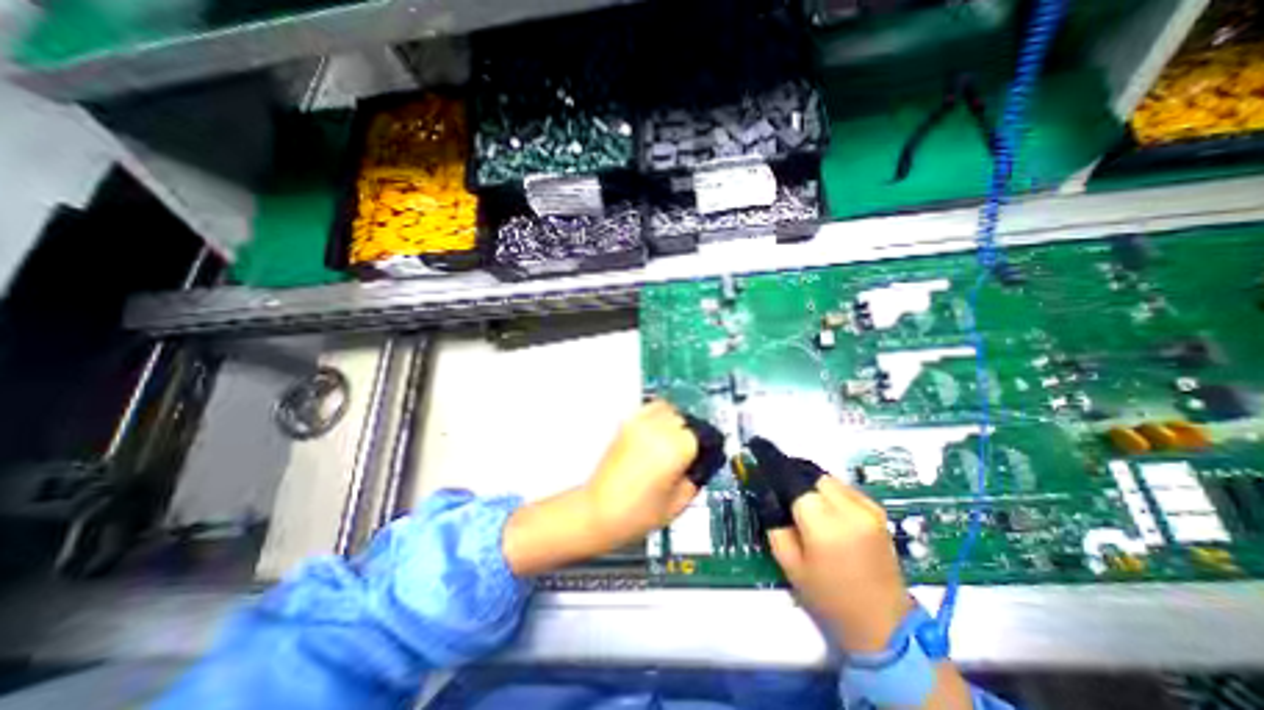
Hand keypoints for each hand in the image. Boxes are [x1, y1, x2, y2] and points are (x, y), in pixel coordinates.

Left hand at [502, 400, 706, 576]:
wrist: (599, 511)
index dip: (705, 446)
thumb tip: (702, 463)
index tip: (705, 454)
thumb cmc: (638, 514)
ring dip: (675, 420)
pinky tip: (657, 433)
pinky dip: (657, 415)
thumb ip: (696, 478)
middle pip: (685, 418)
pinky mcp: (626, 424)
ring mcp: (639, 424)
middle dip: (690, 433)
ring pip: (668, 408)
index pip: (701, 434)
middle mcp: (658, 430)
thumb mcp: (679, 503)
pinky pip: (648, 408)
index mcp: (674, 449)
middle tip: (689, 451)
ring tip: (673, 439)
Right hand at [765, 475, 902, 651]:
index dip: (774, 466)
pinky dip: (827, 489)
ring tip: (799, 498)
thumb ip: (773, 521)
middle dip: (792, 474)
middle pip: (810, 473)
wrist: (884, 624)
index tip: (759, 454)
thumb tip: (765, 490)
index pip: (792, 479)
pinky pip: (844, 487)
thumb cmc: (829, 597)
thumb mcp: (788, 562)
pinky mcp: (878, 511)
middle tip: (777, 483)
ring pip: (827, 477)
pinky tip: (822, 507)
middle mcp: (849, 509)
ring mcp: (867, 508)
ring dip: (810, 481)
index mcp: (824, 525)